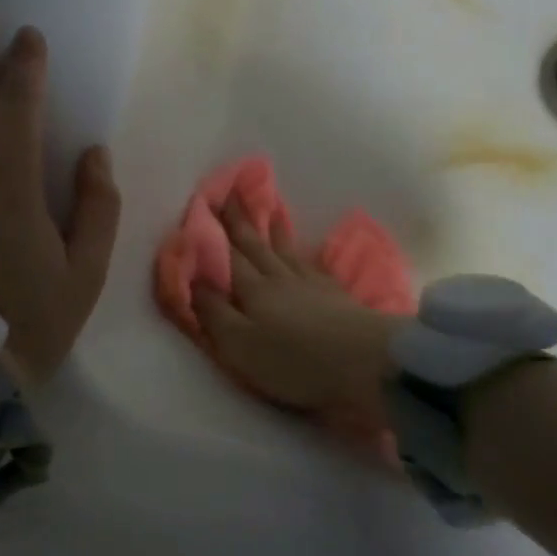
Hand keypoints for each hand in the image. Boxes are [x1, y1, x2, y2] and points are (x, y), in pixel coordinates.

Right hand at [194, 201, 401, 415]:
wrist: (364, 362)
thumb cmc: (293, 360)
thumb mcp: (239, 345)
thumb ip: (213, 312)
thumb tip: (192, 279)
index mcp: (252, 290)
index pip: (226, 256)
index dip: (213, 233)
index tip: (203, 204)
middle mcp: (278, 278)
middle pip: (255, 246)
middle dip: (240, 221)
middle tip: (231, 193)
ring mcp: (309, 284)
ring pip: (284, 250)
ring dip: (273, 229)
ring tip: (270, 207)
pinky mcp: (334, 295)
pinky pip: (310, 263)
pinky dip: (301, 252)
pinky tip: (302, 250)